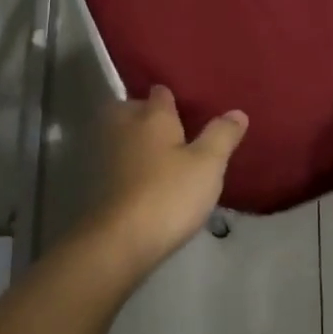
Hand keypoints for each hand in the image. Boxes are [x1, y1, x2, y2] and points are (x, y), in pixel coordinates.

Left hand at [87, 85, 247, 271]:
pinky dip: (126, 165)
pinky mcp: (96, 182)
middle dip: (146, 114)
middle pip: (131, 109)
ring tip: (160, 156)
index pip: (160, 92)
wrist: (120, 240)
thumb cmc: (169, 194)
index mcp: (151, 116)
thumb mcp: (208, 164)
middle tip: (172, 130)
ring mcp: (105, 155)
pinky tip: (144, 181)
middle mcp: (124, 127)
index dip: (173, 97)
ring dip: (135, 140)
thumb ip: (222, 135)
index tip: (188, 107)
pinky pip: (115, 162)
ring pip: (120, 136)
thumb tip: (237, 112)